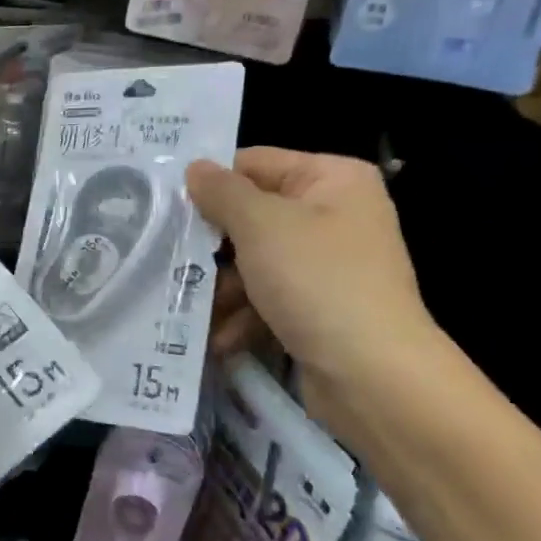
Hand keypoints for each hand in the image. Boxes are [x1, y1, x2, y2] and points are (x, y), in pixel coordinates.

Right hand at [185, 149, 438, 386]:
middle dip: (212, 247)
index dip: (210, 184)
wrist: (374, 376)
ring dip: (222, 288)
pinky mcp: (320, 308)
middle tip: (170, 260)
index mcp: (332, 179)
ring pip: (254, 262)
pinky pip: (269, 299)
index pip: (255, 164)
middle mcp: (334, 215)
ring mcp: (328, 265)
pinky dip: (243, 316)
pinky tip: (220, 338)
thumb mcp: (261, 225)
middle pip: (251, 217)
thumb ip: (222, 192)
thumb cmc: (317, 282)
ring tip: (192, 307)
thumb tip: (195, 168)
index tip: (166, 207)